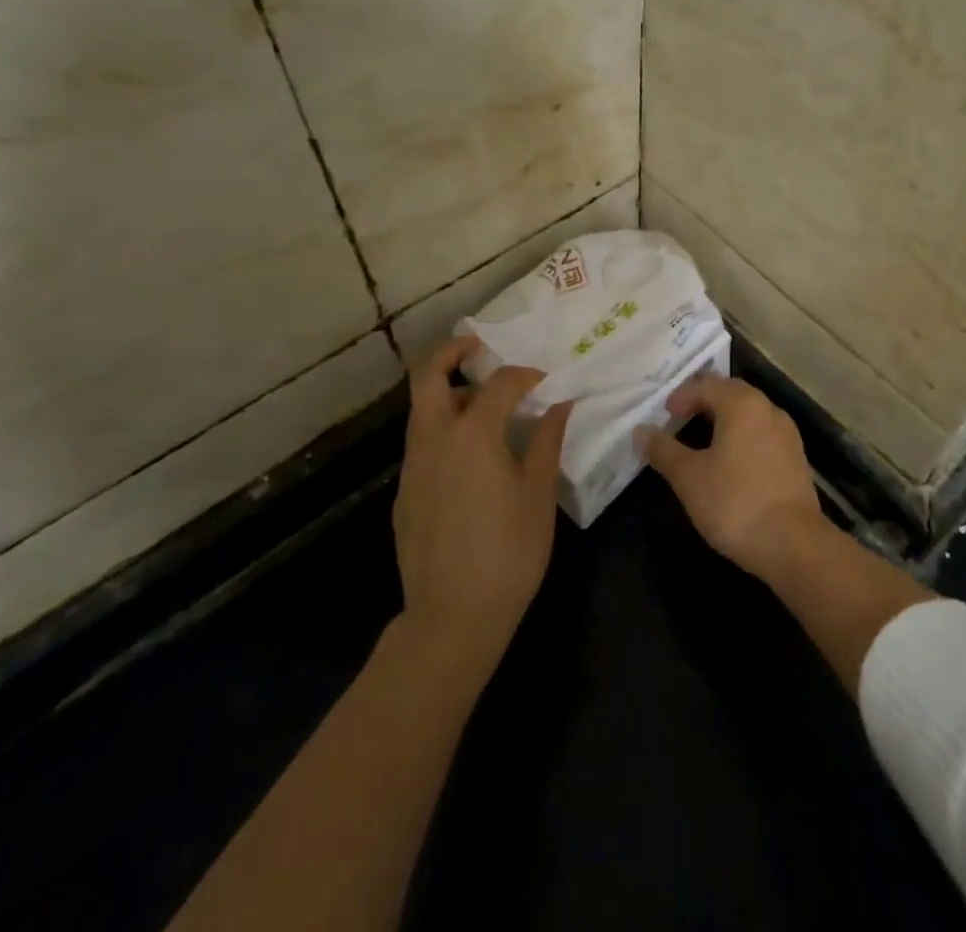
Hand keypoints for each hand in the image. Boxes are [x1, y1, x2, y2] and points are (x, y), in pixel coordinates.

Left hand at [393, 337, 568, 671]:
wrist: (452, 617)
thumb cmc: (508, 553)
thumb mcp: (538, 495)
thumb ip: (548, 441)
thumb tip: (561, 404)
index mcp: (472, 434)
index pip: (499, 384)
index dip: (525, 375)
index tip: (545, 380)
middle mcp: (434, 439)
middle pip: (428, 376)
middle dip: (452, 352)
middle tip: (480, 348)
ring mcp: (413, 466)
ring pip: (421, 409)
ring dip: (447, 392)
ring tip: (482, 401)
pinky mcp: (405, 492)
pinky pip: (422, 442)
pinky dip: (442, 428)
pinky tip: (471, 455)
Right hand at [636, 375, 827, 579]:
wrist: (793, 544)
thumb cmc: (734, 503)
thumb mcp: (689, 477)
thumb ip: (663, 450)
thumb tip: (641, 431)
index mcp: (742, 404)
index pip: (706, 385)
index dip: (681, 396)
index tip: (663, 415)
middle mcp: (768, 409)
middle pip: (731, 393)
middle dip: (704, 401)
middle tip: (680, 418)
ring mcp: (787, 433)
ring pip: (750, 413)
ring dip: (724, 419)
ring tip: (702, 439)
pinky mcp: (796, 458)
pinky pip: (762, 434)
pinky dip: (742, 437)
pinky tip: (730, 461)